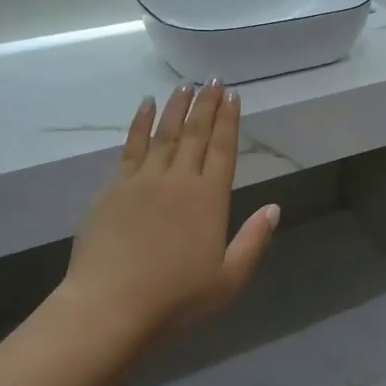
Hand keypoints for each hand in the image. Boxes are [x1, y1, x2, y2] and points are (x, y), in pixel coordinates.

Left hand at [60, 82, 279, 344]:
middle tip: (213, 80)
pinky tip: (145, 106)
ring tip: (186, 85)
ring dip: (177, 107)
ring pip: (165, 133)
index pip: (223, 149)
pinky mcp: (114, 187)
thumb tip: (274, 208)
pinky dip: (140, 123)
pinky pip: (131, 146)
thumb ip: (253, 241)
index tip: (233, 95)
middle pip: (196, 134)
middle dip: (206, 104)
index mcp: (209, 199)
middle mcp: (178, 179)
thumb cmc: (175, 299)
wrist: (110, 305)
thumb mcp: (228, 279)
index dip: (229, 120)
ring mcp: (143, 180)